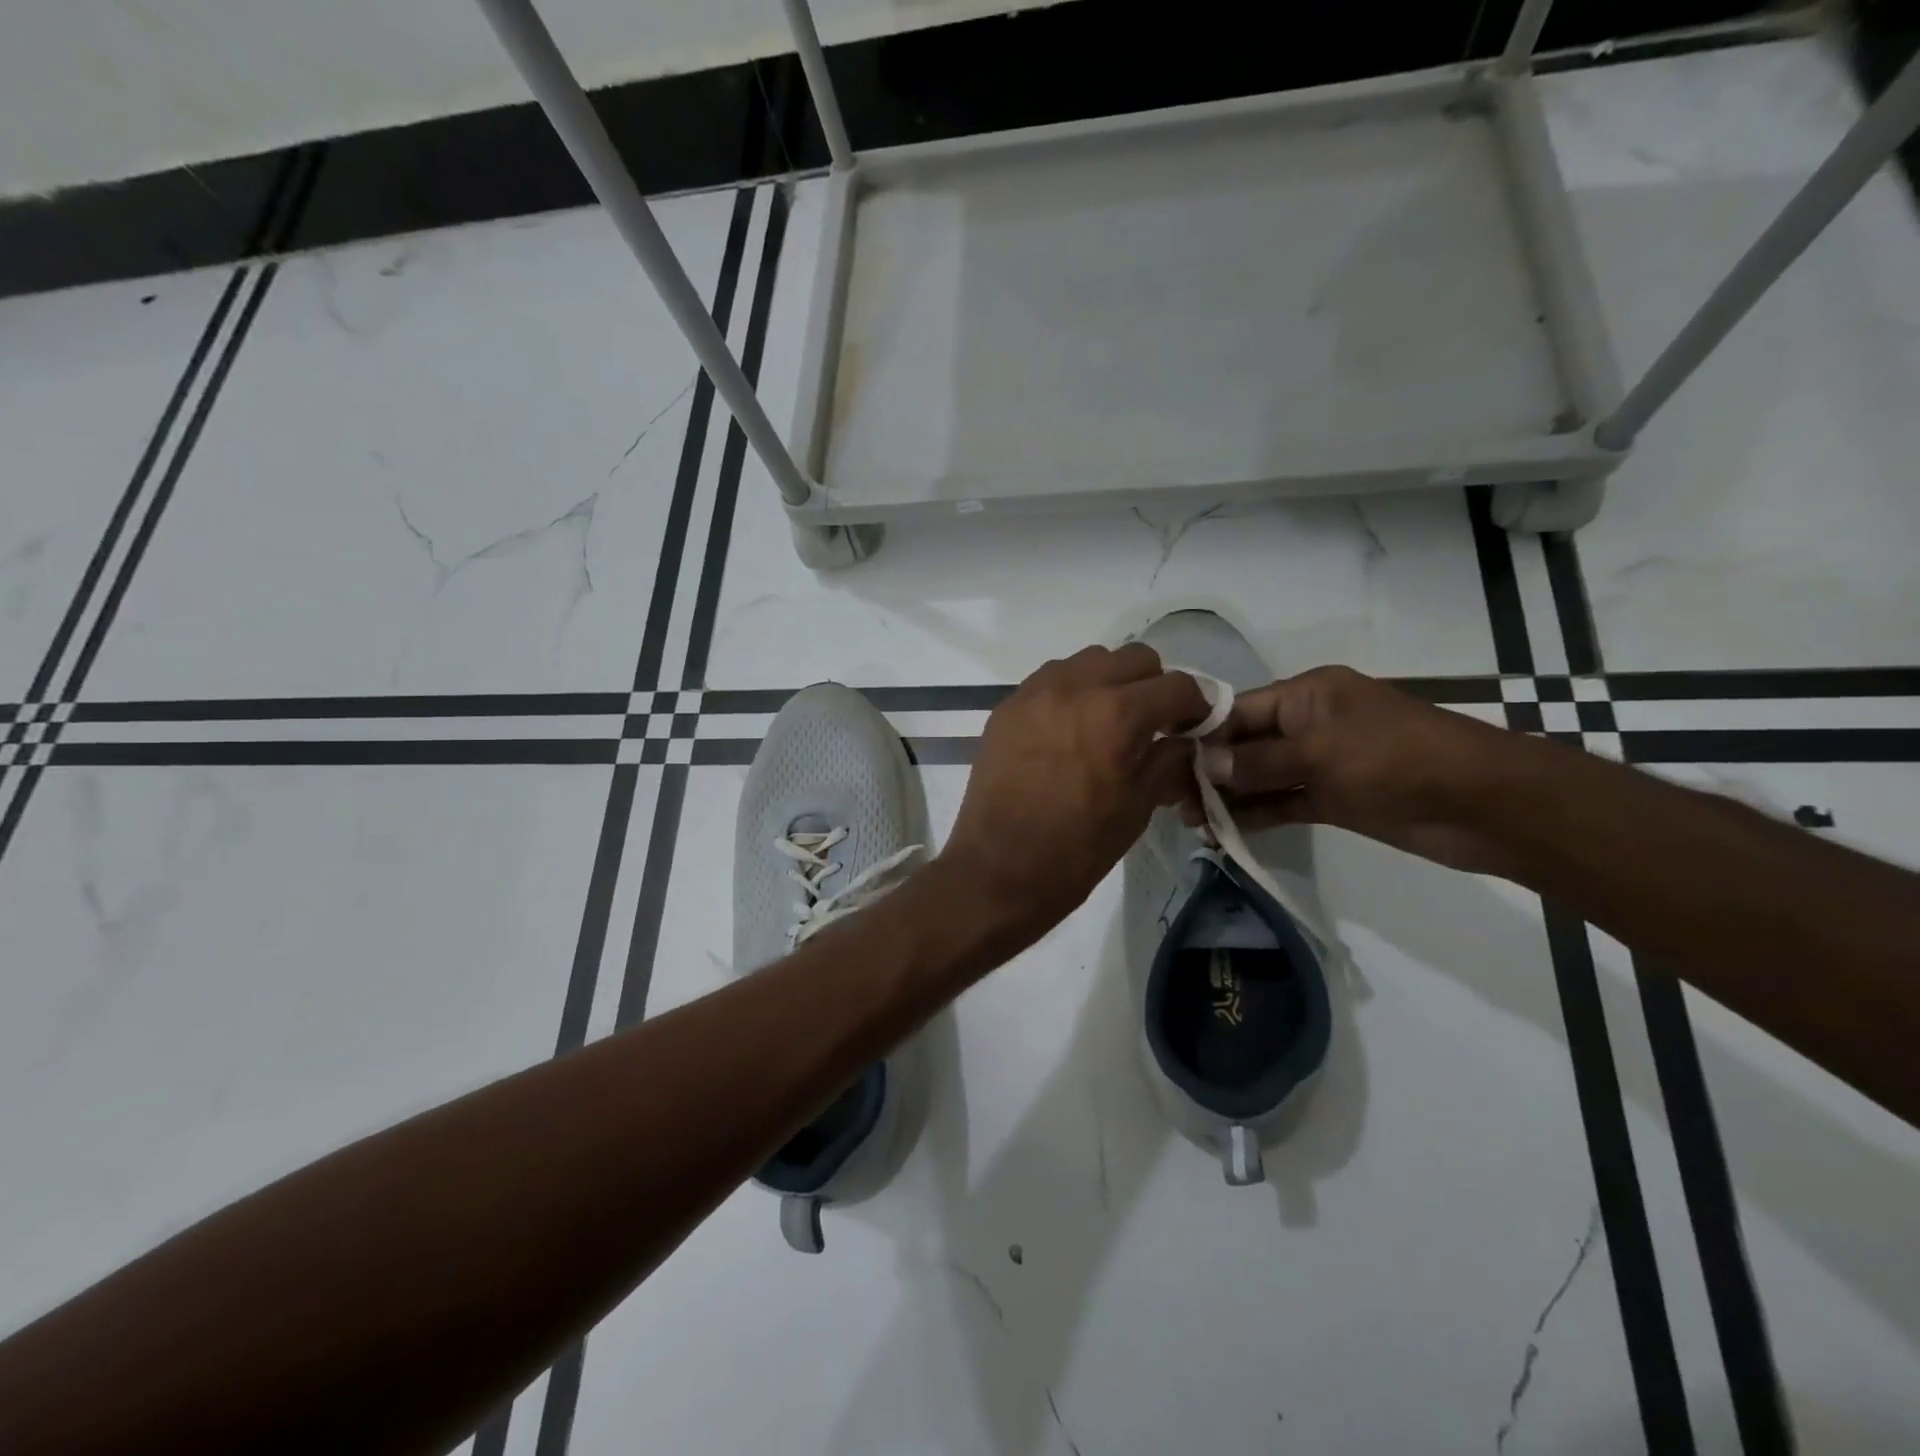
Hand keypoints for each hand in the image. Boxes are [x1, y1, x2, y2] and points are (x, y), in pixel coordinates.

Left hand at [941, 643, 1209, 949]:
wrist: (997, 870)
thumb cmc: (1076, 850)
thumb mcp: (1137, 808)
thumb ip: (1167, 761)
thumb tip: (1181, 740)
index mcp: (1117, 714)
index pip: (1178, 685)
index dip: (1196, 706)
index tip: (1193, 728)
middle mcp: (1076, 687)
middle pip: (1135, 658)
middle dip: (1154, 686)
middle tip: (1152, 724)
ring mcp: (1035, 692)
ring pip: (1090, 660)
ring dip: (1110, 682)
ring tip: (1107, 723)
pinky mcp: (1007, 706)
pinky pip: (1051, 679)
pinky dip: (1072, 692)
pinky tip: (1069, 730)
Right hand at [1187, 665, 1517, 875]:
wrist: (1481, 804)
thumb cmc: (1396, 759)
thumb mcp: (1321, 752)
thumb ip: (1259, 762)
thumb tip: (1205, 767)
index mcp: (1307, 695)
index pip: (1238, 710)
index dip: (1202, 733)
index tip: (1162, 758)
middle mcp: (1308, 724)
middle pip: (1245, 744)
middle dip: (1210, 769)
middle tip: (1170, 799)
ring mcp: (1321, 763)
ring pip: (1260, 777)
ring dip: (1228, 796)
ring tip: (1189, 821)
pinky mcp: (1334, 799)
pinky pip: (1283, 802)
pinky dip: (1256, 815)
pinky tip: (1223, 831)